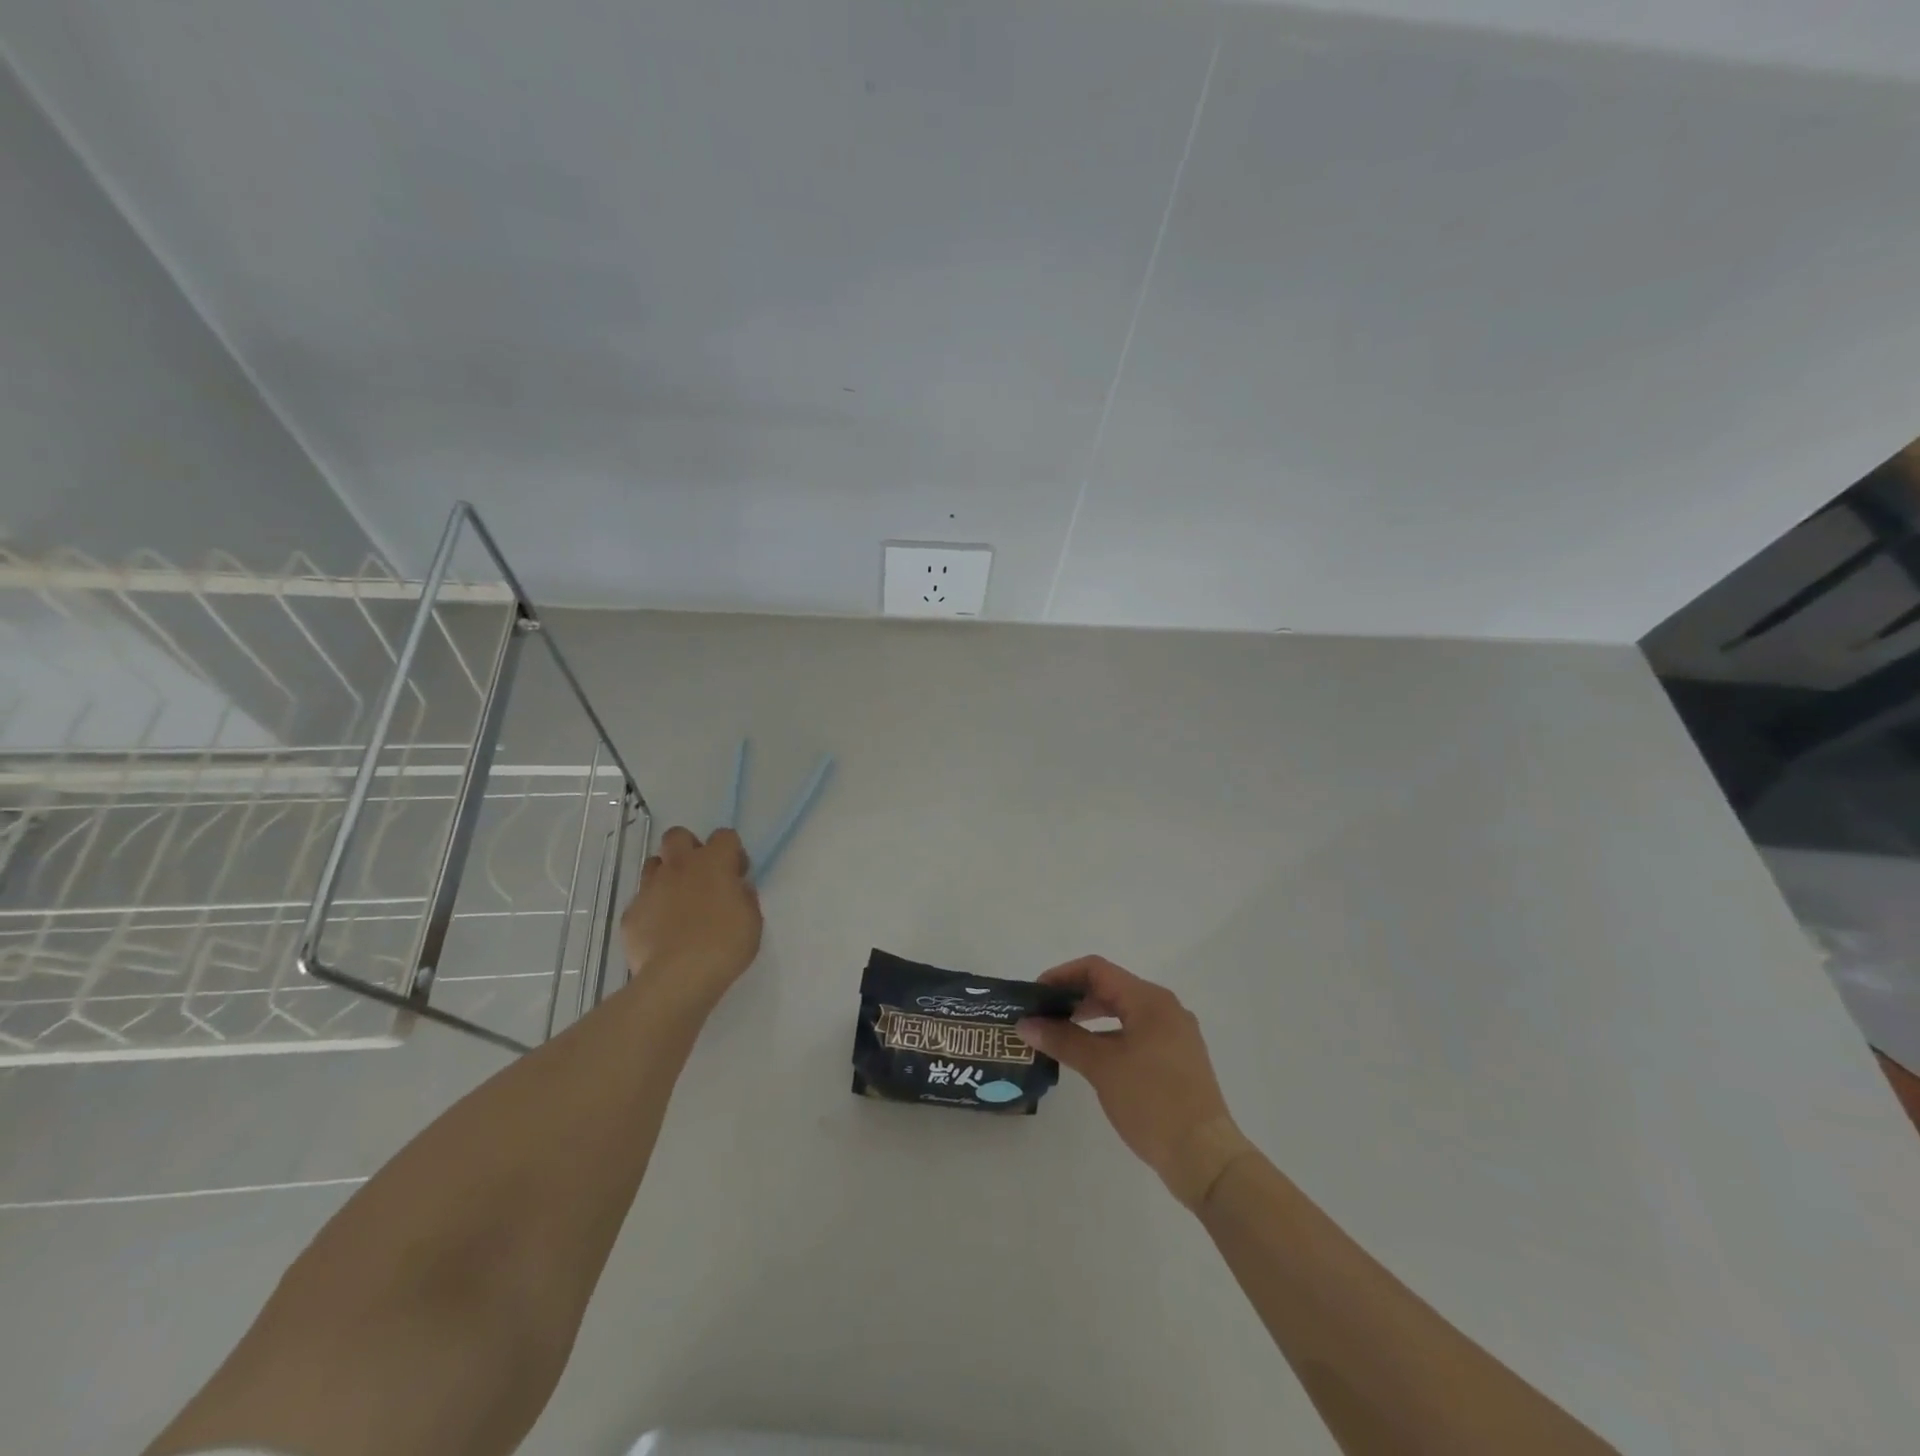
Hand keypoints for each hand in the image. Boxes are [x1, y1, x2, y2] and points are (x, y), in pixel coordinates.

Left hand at [619, 827, 762, 1012]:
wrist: (678, 978)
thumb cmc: (725, 945)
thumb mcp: (752, 920)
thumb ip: (744, 897)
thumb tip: (736, 889)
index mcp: (713, 863)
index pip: (724, 835)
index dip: (732, 852)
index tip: (737, 875)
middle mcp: (679, 866)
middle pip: (677, 835)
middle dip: (689, 848)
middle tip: (701, 876)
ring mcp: (650, 888)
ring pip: (654, 864)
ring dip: (667, 875)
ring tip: (678, 902)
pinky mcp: (631, 914)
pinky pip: (642, 901)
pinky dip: (652, 910)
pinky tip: (661, 932)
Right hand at [1017, 956, 1255, 1209]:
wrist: (1205, 1156)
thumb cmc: (1152, 1102)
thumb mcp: (1102, 1067)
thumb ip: (1063, 1039)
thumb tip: (1025, 1024)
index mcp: (1150, 1000)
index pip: (1097, 970)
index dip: (1061, 976)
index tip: (1035, 995)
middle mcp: (1165, 1008)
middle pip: (1111, 987)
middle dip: (1074, 997)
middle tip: (1042, 1015)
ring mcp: (1175, 1033)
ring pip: (1124, 1011)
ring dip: (1090, 1017)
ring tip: (1059, 1034)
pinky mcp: (1177, 1058)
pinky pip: (1136, 1032)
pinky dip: (1109, 1036)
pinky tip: (1090, 1056)